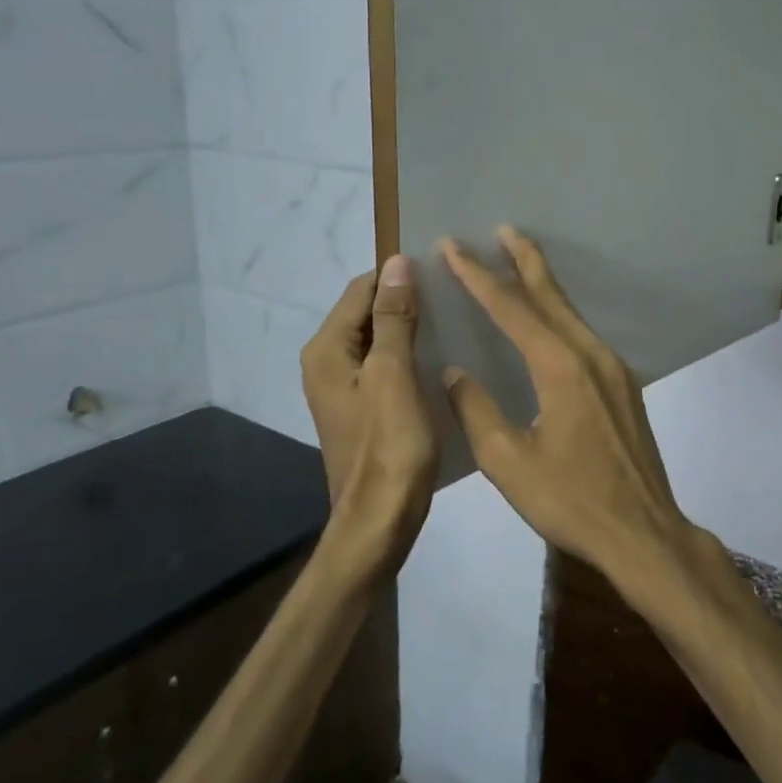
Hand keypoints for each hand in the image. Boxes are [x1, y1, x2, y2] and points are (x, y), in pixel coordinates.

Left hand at [301, 256, 439, 577]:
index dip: (398, 277)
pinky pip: (385, 367)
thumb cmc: (390, 446)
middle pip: (367, 313)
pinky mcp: (362, 408)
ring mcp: (343, 388)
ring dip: (411, 329)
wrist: (381, 520)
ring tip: (455, 321)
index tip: (443, 273)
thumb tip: (397, 263)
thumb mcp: (395, 375)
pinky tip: (441, 359)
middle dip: (406, 301)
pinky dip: (409, 356)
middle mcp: (326, 363)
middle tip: (455, 296)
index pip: (361, 289)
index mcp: (327, 350)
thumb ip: (394, 318)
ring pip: (379, 341)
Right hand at [438, 227, 697, 586]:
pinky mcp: (623, 386)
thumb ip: (477, 411)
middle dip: (524, 259)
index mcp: (560, 367)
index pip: (511, 308)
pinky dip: (560, 315)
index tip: (454, 246)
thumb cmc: (571, 501)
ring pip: (571, 313)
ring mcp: (614, 369)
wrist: (643, 532)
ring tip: (519, 262)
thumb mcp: (509, 462)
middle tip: (502, 229)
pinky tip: (550, 321)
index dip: (478, 276)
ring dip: (543, 285)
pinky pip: (584, 335)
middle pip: (551, 295)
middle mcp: (591, 355)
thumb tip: (454, 373)